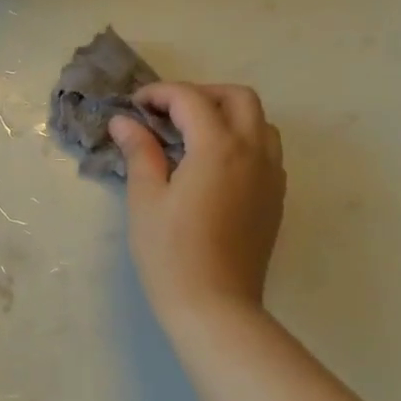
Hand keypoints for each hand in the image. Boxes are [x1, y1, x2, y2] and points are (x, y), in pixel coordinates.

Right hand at [111, 84, 284, 324]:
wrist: (215, 306)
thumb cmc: (171, 253)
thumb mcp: (146, 199)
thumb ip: (139, 152)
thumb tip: (125, 122)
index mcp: (218, 148)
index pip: (191, 100)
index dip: (160, 94)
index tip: (135, 106)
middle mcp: (253, 152)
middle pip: (238, 98)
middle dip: (201, 94)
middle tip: (168, 113)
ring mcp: (271, 176)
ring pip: (260, 122)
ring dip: (227, 115)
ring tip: (193, 135)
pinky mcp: (275, 198)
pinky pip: (267, 151)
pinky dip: (243, 141)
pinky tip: (214, 165)